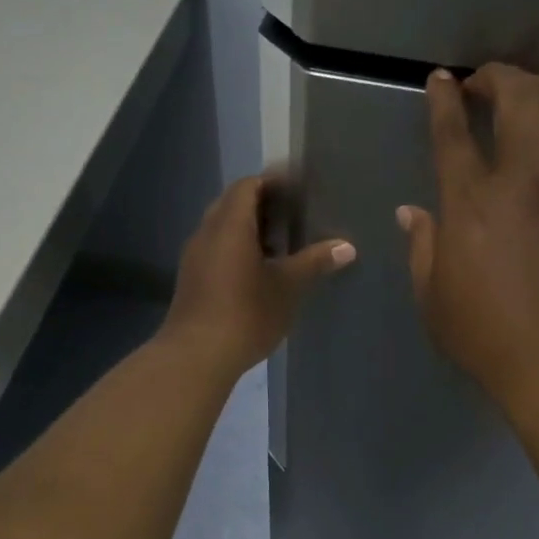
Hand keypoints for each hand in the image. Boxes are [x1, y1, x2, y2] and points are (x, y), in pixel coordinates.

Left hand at [161, 175, 355, 374]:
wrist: (196, 356)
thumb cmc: (246, 313)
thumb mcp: (288, 287)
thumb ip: (315, 262)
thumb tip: (346, 246)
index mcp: (230, 224)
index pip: (248, 186)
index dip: (272, 182)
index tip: (298, 190)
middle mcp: (207, 233)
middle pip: (232, 204)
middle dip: (261, 205)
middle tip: (293, 216)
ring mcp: (194, 257)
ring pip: (222, 228)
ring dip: (248, 229)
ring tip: (281, 245)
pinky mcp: (191, 280)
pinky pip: (215, 249)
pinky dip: (237, 249)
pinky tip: (259, 272)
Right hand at [399, 63, 538, 407]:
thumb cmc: (489, 337)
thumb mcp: (433, 297)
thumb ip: (422, 246)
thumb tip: (412, 211)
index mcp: (473, 203)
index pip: (453, 131)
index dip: (444, 97)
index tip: (441, 79)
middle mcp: (526, 178)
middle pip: (518, 97)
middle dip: (497, 76)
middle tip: (482, 83)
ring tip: (528, 92)